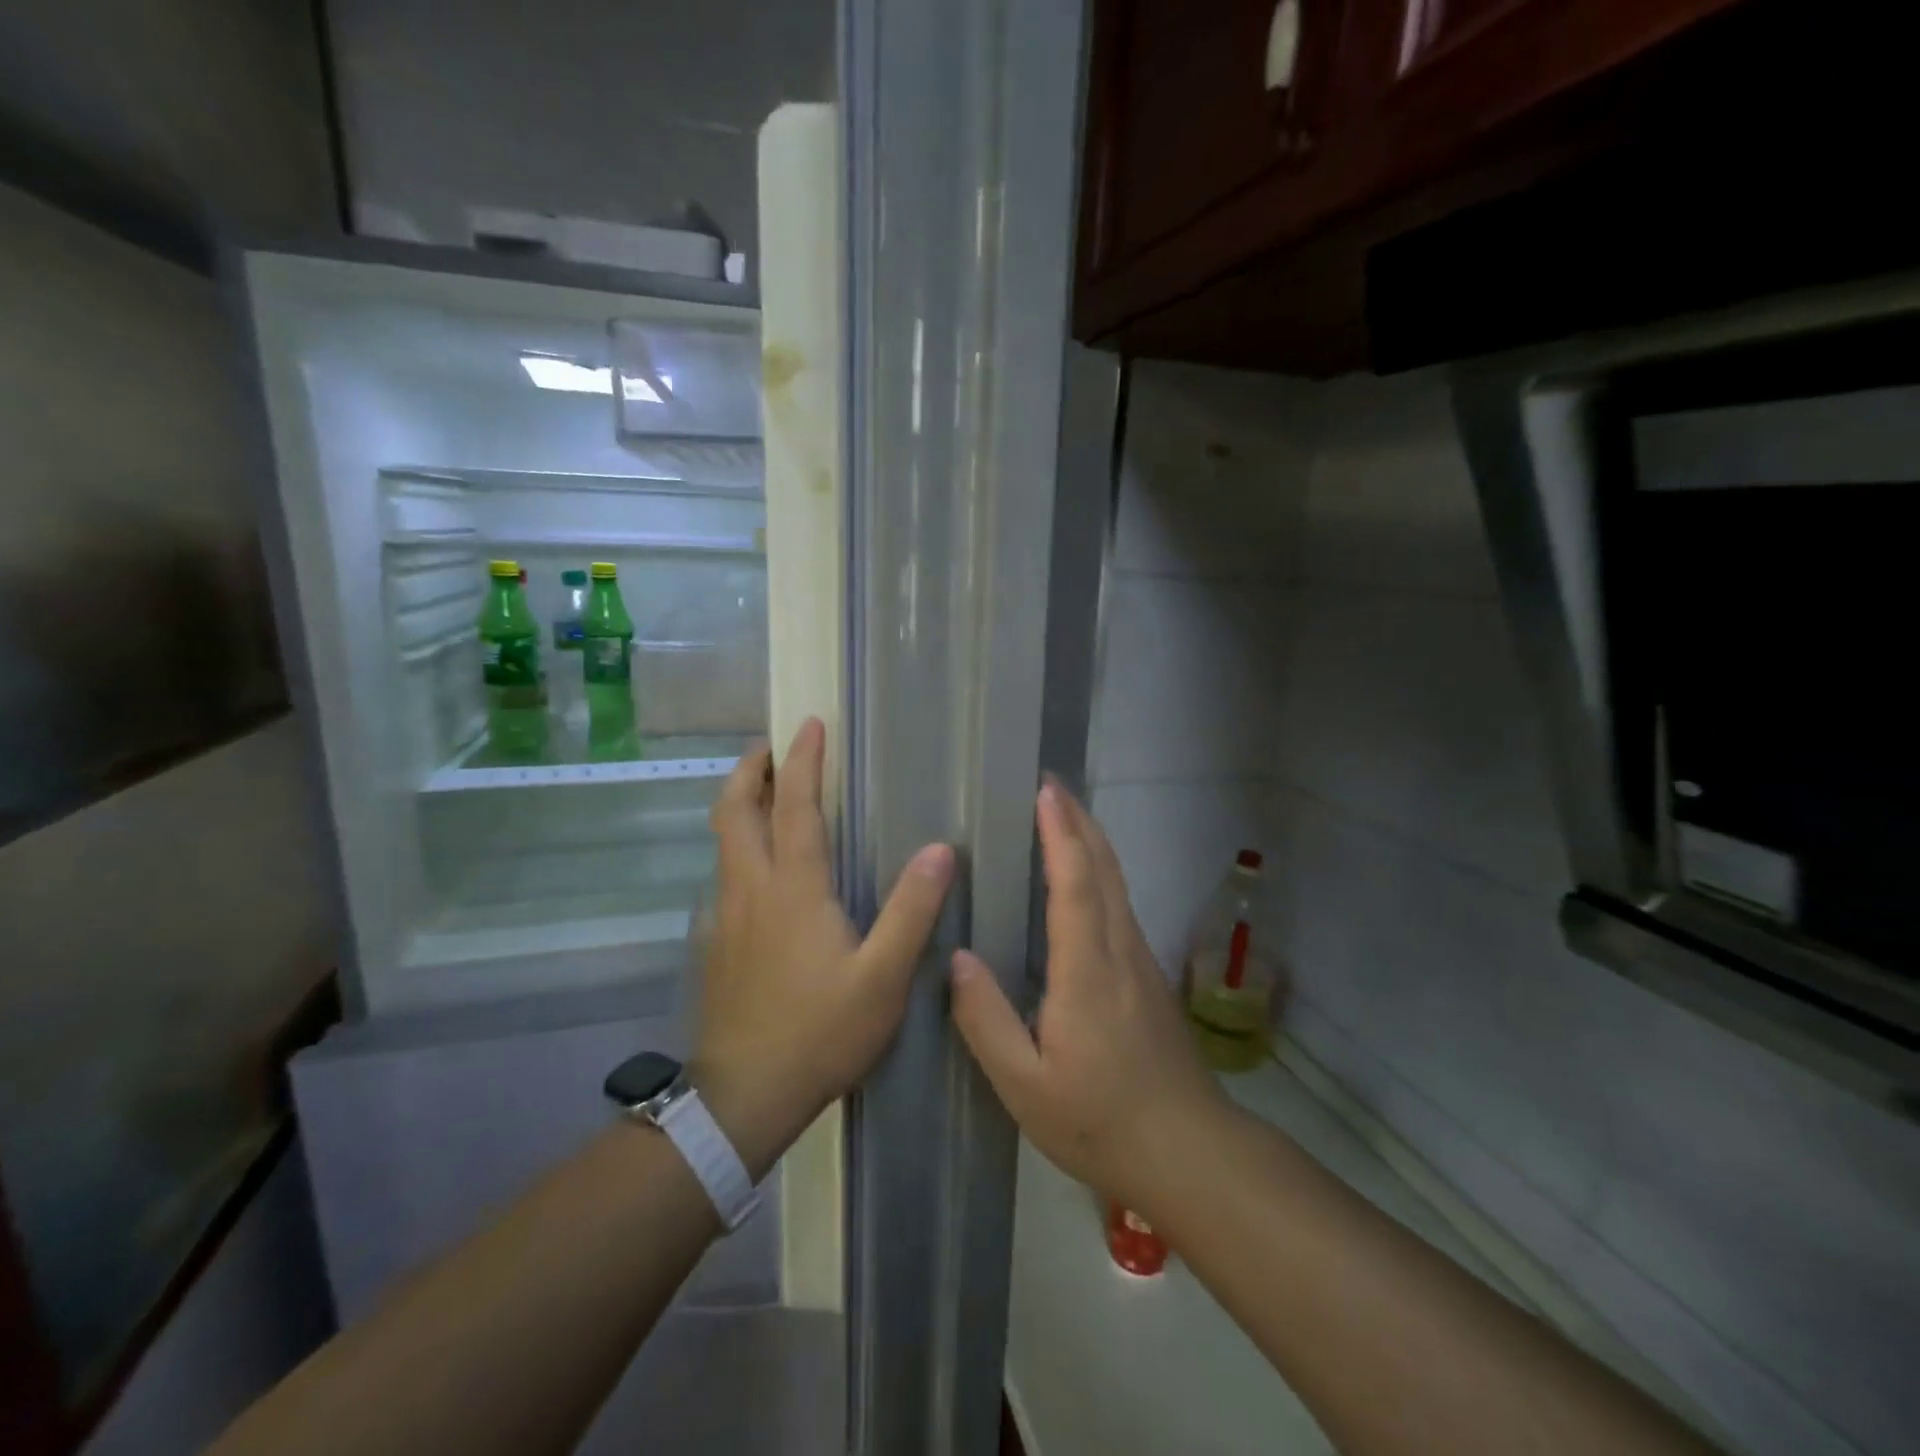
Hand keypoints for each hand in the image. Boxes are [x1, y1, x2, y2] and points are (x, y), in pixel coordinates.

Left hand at [695, 718, 953, 1178]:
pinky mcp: (718, 942)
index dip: (803, 761)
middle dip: (751, 770)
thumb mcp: (883, 977)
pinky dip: (737, 845)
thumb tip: (940, 850)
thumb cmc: (820, 1032)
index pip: (795, 807)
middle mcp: (752, 888)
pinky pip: (725, 873)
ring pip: (723, 840)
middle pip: (735, 811)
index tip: (809, 724)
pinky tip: (759, 866)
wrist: (745, 1096)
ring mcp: (727, 915)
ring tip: (764, 791)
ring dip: (740, 804)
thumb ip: (911, 911)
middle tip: (770, 747)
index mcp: (793, 889)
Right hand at [949, 781, 1226, 1215]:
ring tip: (1062, 814)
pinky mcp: (1147, 976)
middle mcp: (1120, 951)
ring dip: (1091, 840)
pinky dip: (1100, 870)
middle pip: (1105, 868)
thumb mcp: (1024, 1085)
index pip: (1076, 884)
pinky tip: (1083, 877)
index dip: (1060, 833)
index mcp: (1087, 971)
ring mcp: (1141, 961)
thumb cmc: (1098, 1121)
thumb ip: (985, 1019)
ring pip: (1118, 882)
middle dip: (1078, 819)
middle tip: (1049, 783)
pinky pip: (1120, 903)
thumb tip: (956, 958)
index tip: (1044, 791)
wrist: (1188, 1152)